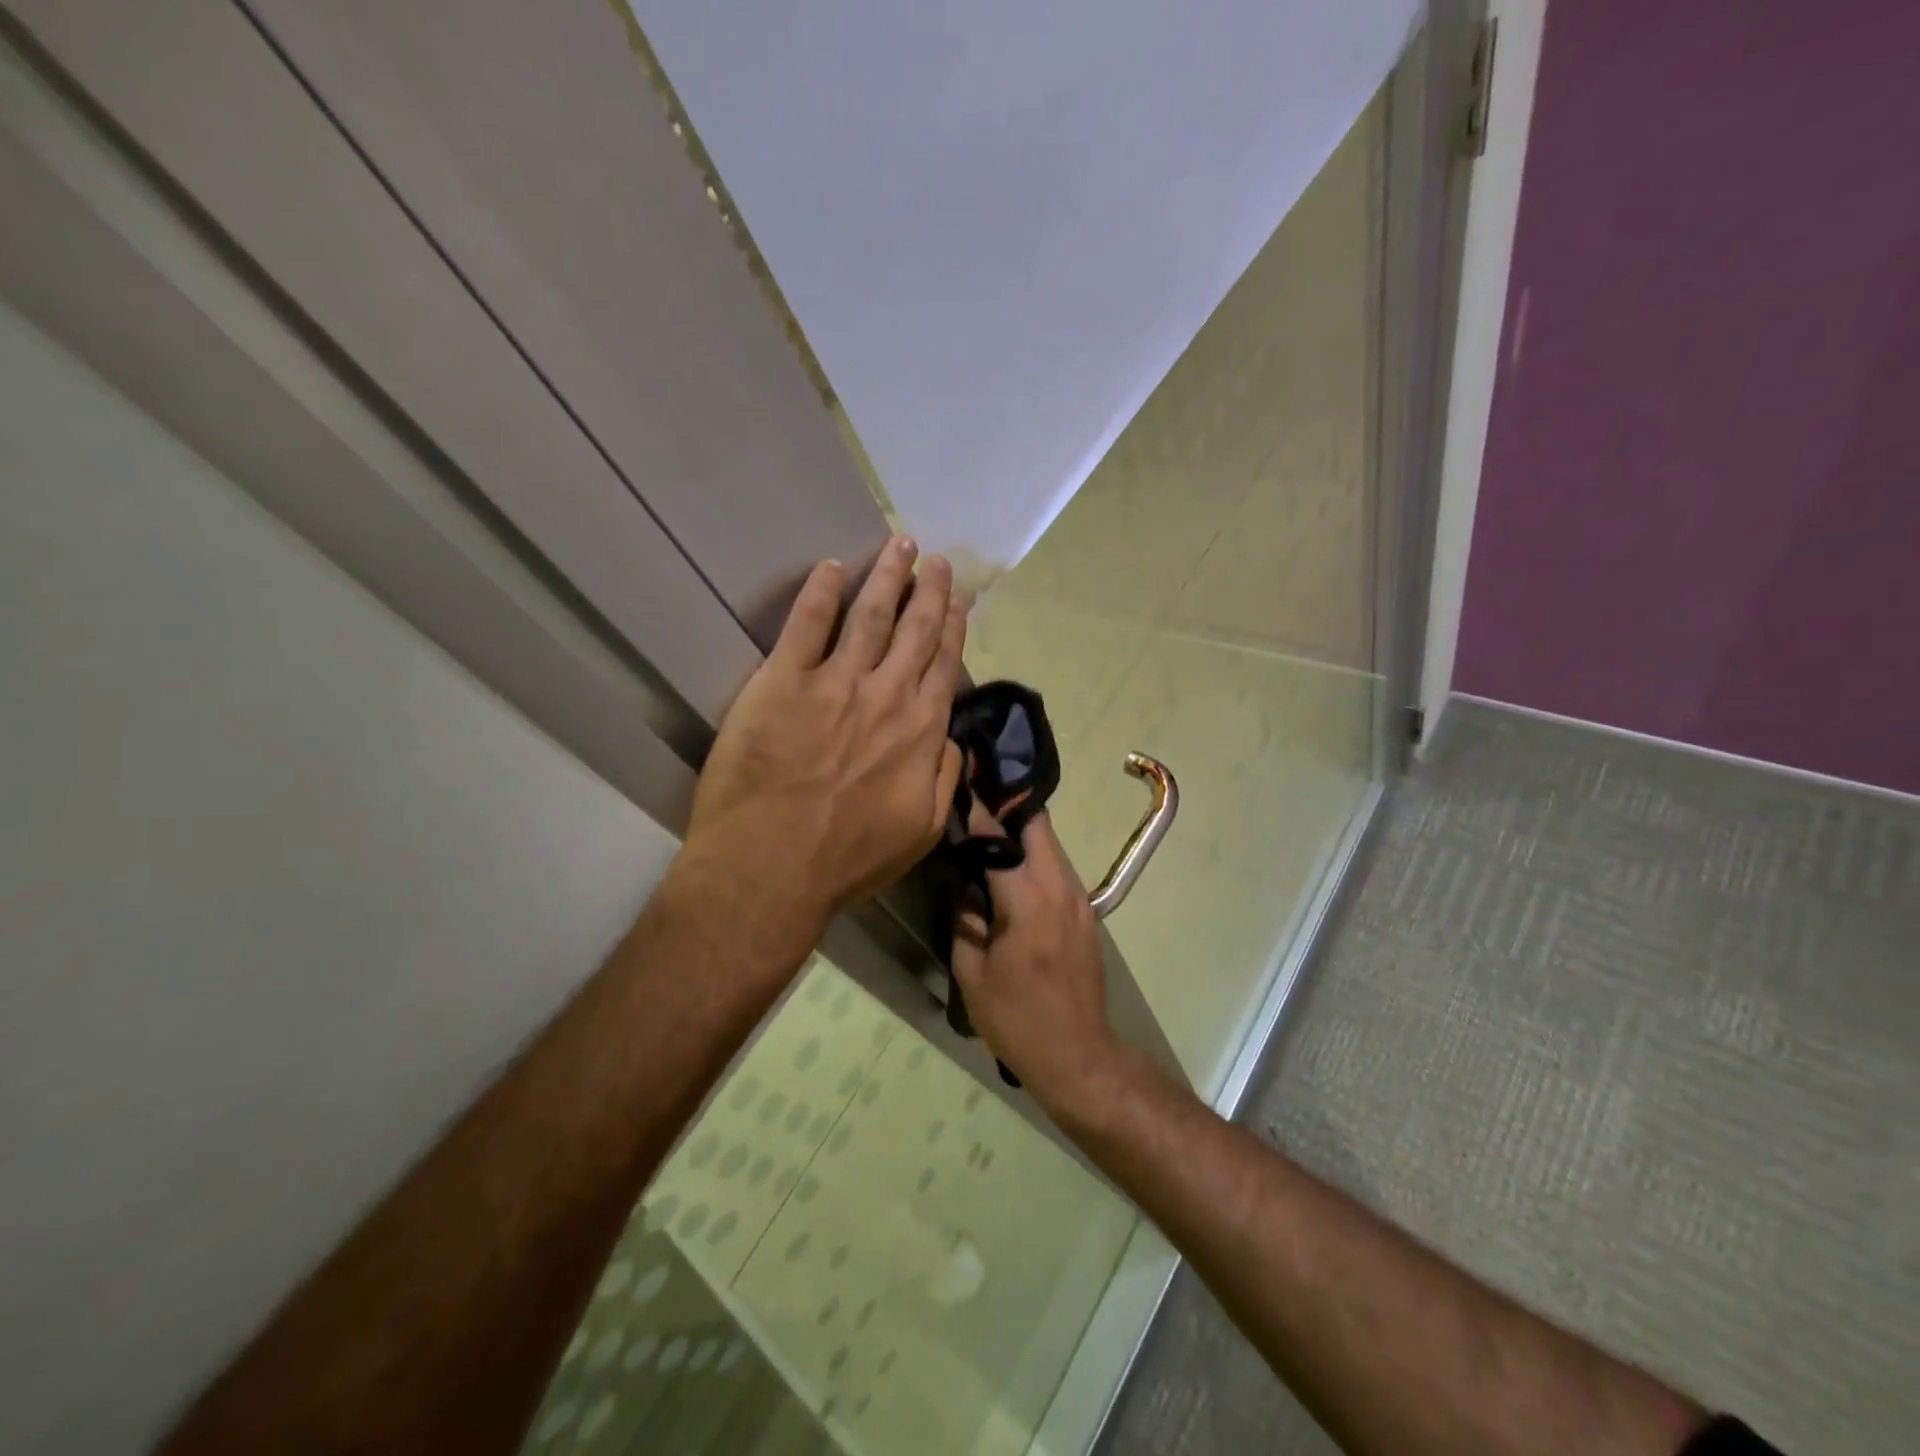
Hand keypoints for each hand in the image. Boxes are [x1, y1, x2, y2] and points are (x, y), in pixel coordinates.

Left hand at [682, 536, 966, 961]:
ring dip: (887, 576)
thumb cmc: (848, 859)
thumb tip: (952, 739)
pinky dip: (821, 591)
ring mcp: (835, 682)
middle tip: (933, 558)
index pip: (942, 666)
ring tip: (898, 545)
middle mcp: (885, 695)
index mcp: (920, 730)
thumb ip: (944, 778)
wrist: (772, 867)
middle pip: (914, 630)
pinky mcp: (783, 681)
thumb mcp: (921, 831)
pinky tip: (831, 567)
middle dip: (927, 589)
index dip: (952, 629)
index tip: (958, 601)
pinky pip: (806, 624)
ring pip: (870, 615)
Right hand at [949, 806, 1126, 1118]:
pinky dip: (1034, 856)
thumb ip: (964, 920)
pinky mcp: (1085, 912)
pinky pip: (1057, 868)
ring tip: (988, 829)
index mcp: (1028, 902)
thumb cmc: (1017, 1019)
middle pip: (1038, 826)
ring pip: (1050, 844)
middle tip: (977, 798)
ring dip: (1022, 831)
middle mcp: (1060, 889)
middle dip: (1008, 806)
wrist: (1078, 1054)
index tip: (962, 785)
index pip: (1000, 841)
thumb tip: (961, 885)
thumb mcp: (973, 974)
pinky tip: (1011, 868)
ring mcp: (1079, 899)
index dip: (979, 812)